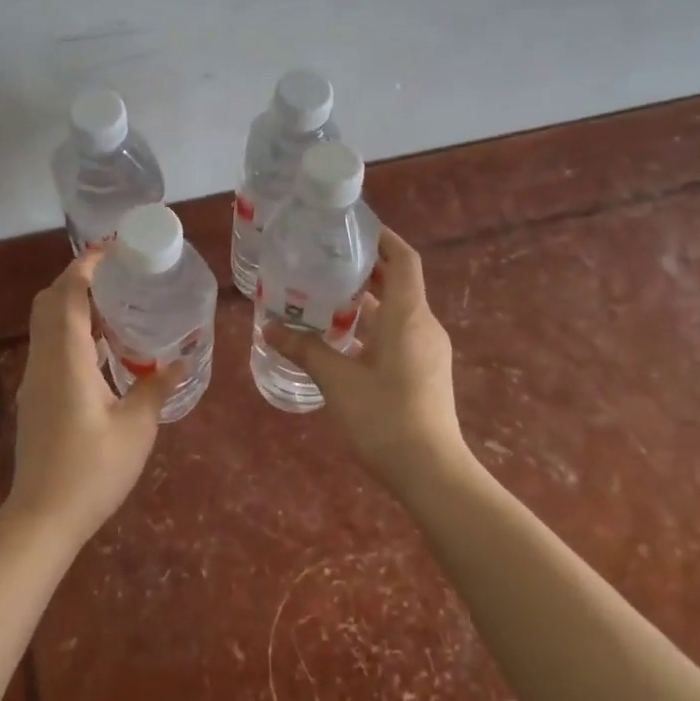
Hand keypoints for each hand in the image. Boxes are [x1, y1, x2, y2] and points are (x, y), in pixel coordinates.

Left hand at [8, 251, 175, 545]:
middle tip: (118, 278)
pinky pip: (50, 346)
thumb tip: (181, 361)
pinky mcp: (35, 397)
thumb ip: (156, 388)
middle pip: (49, 302)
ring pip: (46, 324)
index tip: (114, 251)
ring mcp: (35, 379)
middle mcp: (44, 360)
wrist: (42, 517)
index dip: (86, 265)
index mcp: (66, 358)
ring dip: (74, 306)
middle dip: (78, 280)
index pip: (67, 294)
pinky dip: (71, 332)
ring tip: (117, 307)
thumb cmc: (92, 470)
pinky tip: (103, 350)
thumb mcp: (135, 428)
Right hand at [267, 228, 465, 489]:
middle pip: (397, 282)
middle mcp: (423, 325)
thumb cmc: (385, 417)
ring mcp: (427, 349)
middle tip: (323, 261)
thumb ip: (304, 349)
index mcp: (408, 315)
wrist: (430, 472)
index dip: (382, 238)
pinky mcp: (424, 371)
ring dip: (364, 300)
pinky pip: (397, 333)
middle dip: (364, 269)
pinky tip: (340, 339)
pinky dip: (372, 326)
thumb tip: (269, 327)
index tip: (351, 229)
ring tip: (323, 296)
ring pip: (396, 311)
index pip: (403, 259)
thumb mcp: (337, 380)